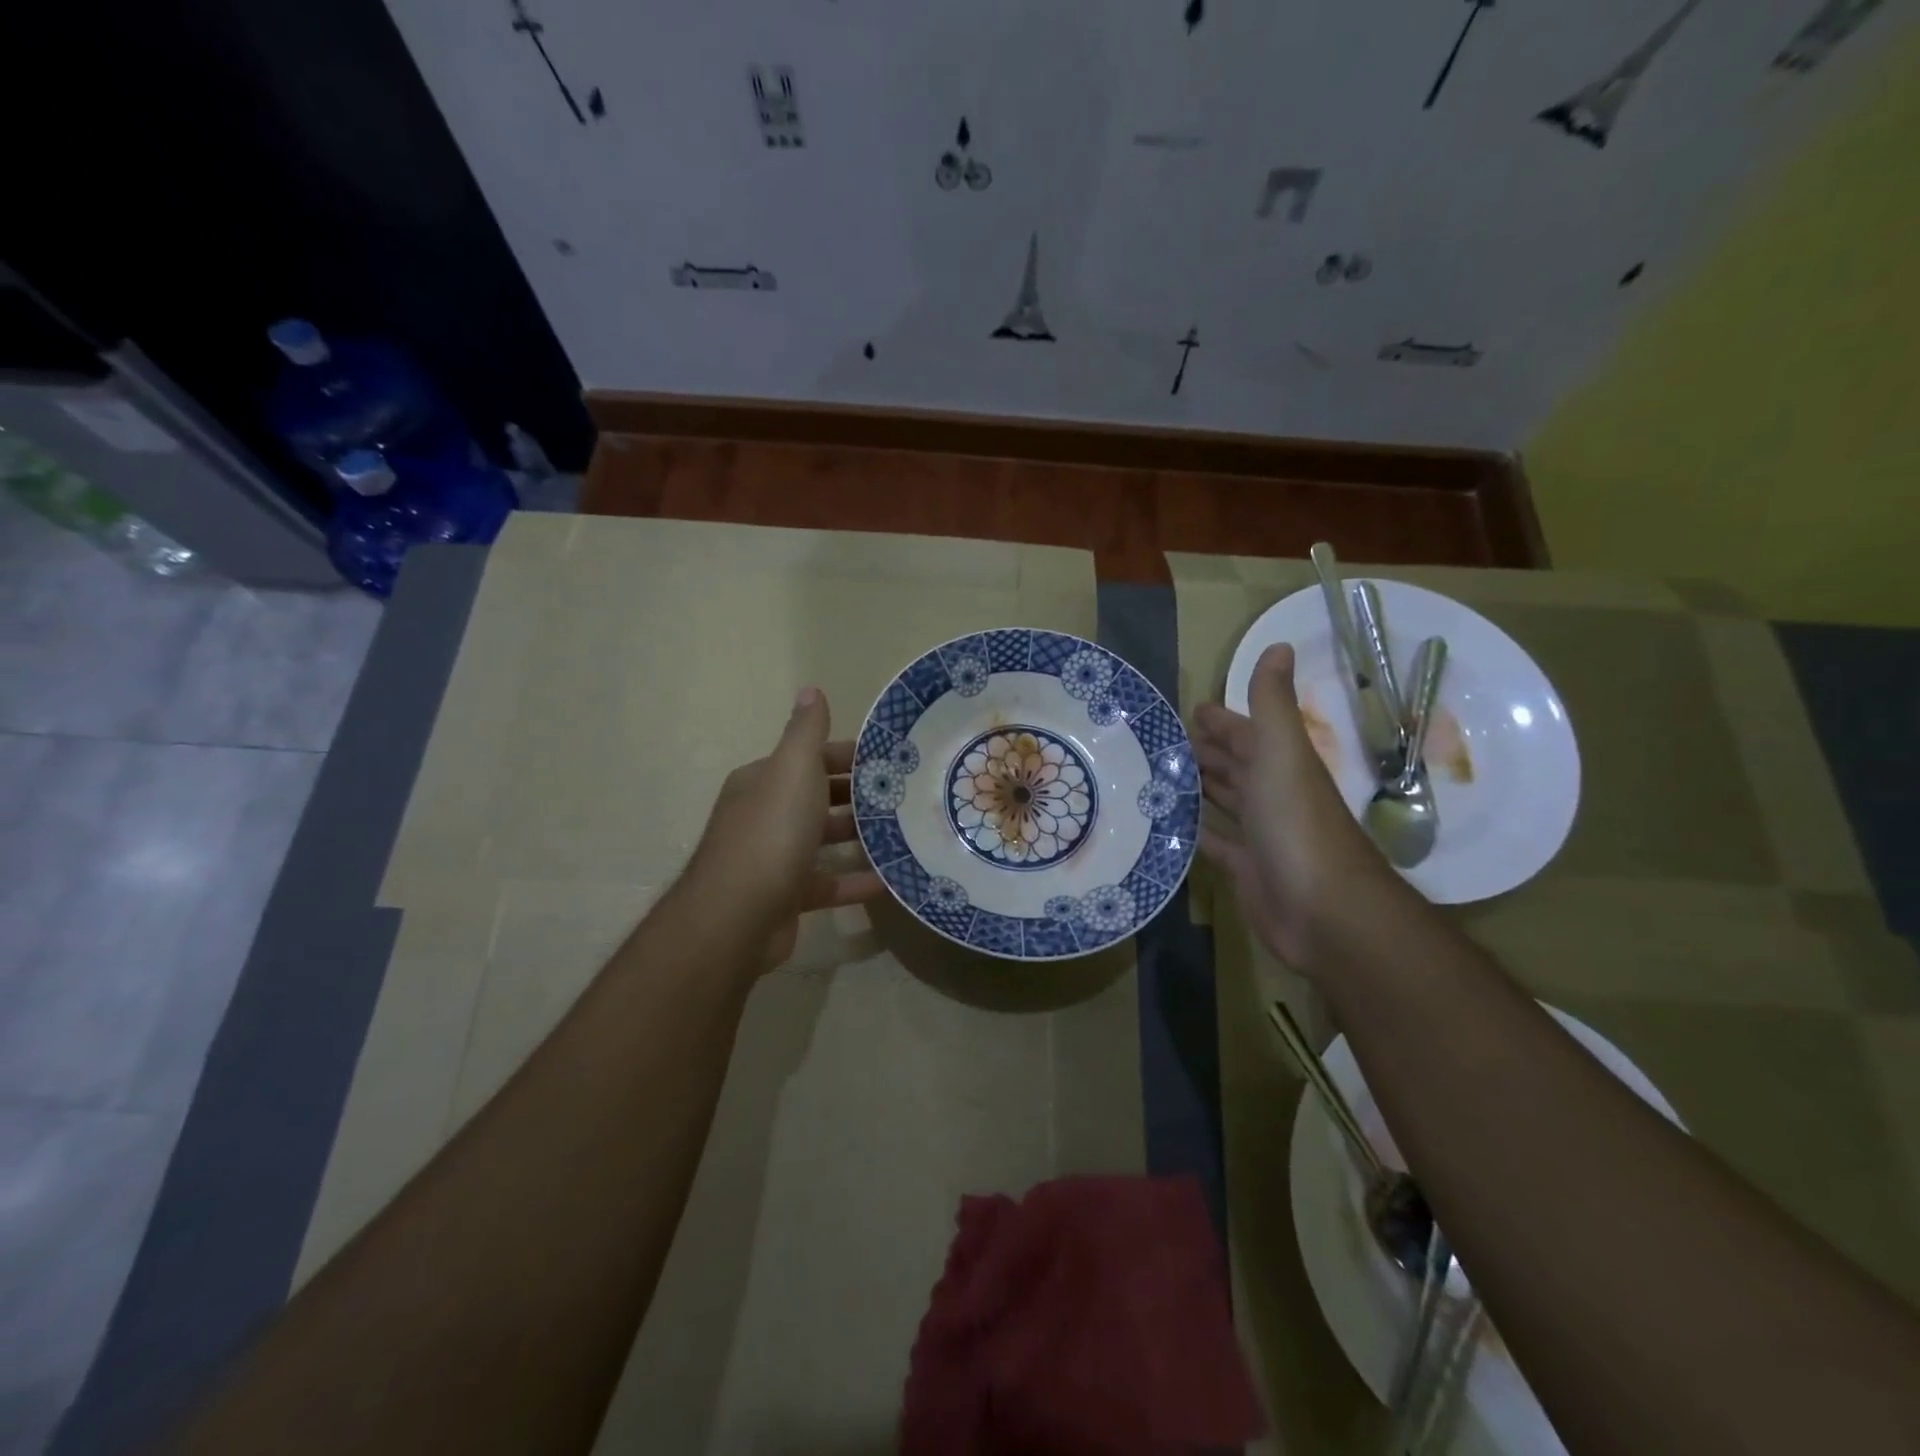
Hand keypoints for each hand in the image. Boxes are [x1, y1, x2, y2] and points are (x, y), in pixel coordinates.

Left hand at [683, 688, 884, 968]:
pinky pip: (827, 882)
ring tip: (904, 833)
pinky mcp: (786, 897)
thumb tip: (811, 689)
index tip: (891, 762)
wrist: (738, 915)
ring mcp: (773, 858)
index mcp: (763, 781)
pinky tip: (889, 880)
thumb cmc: (771, 832)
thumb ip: (806, 731)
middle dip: (858, 796)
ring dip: (858, 837)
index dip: (848, 757)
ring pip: (822, 840)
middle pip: (818, 798)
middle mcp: (764, 815)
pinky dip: (854, 880)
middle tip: (905, 797)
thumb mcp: (793, 769)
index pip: (810, 759)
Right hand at [1193, 644, 1399, 970]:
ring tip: (1158, 776)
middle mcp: (1272, 796)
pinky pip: (1215, 843)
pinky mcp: (1246, 870)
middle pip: (1235, 766)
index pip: (1248, 734)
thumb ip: (1273, 703)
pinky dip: (1196, 832)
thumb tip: (1278, 644)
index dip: (1222, 721)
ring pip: (1225, 802)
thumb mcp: (1282, 753)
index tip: (1189, 711)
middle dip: (1206, 752)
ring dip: (1199, 788)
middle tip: (1162, 743)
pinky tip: (1170, 824)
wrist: (1324, 911)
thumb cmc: (1297, 823)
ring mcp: (1260, 835)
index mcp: (1281, 765)